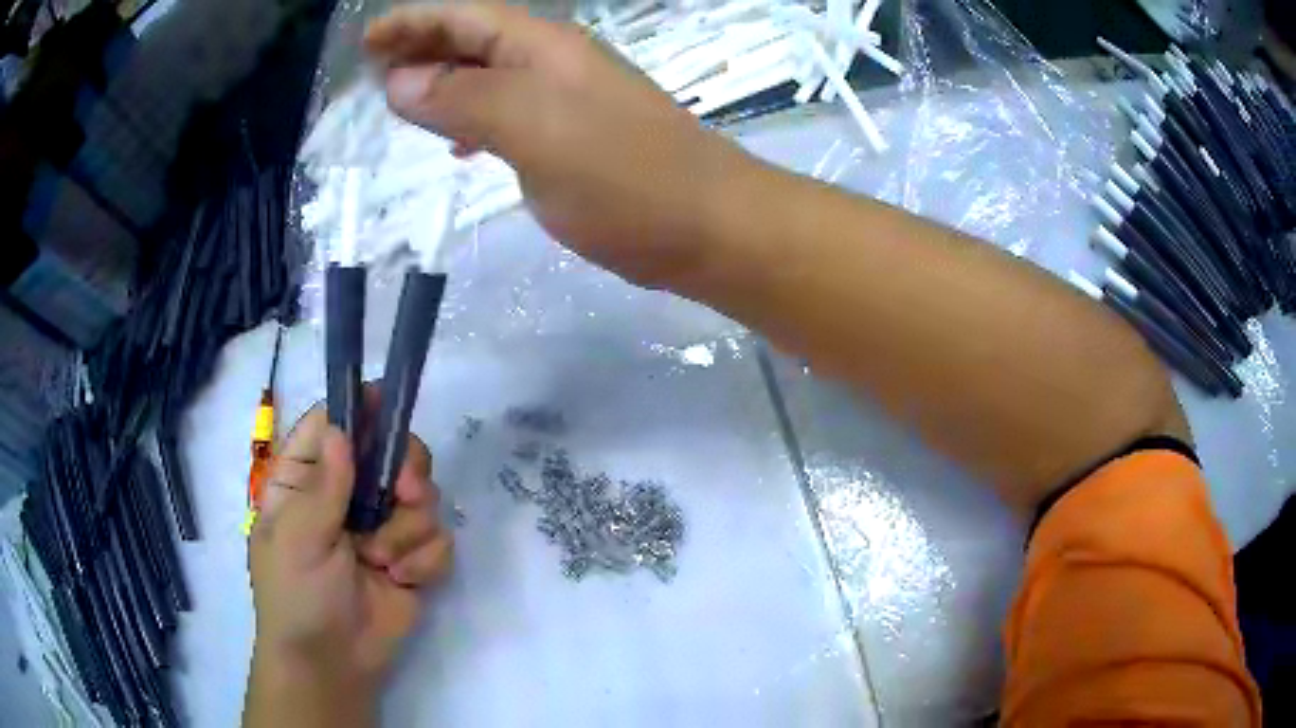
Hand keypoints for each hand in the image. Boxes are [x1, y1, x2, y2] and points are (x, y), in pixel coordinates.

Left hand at [244, 404, 451, 726]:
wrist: (333, 664)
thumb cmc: (297, 596)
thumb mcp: (298, 538)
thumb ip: (324, 485)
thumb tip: (343, 430)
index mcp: (307, 482)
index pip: (334, 426)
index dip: (361, 411)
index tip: (390, 405)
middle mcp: (348, 497)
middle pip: (391, 453)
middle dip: (406, 472)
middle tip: (407, 494)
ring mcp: (383, 529)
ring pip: (423, 498)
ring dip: (408, 531)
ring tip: (383, 562)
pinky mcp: (413, 559)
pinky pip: (439, 539)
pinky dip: (424, 560)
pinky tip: (402, 581)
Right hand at [364, 4, 759, 285]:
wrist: (708, 227)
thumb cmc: (626, 176)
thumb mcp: (534, 130)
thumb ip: (465, 101)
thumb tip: (400, 83)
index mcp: (545, 49)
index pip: (467, 17)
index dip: (414, 23)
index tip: (367, 42)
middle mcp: (555, 65)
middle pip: (476, 42)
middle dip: (422, 50)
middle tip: (372, 72)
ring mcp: (568, 103)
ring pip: (491, 79)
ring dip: (444, 85)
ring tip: (401, 103)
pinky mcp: (576, 142)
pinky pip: (510, 117)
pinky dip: (474, 121)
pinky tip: (459, 144)